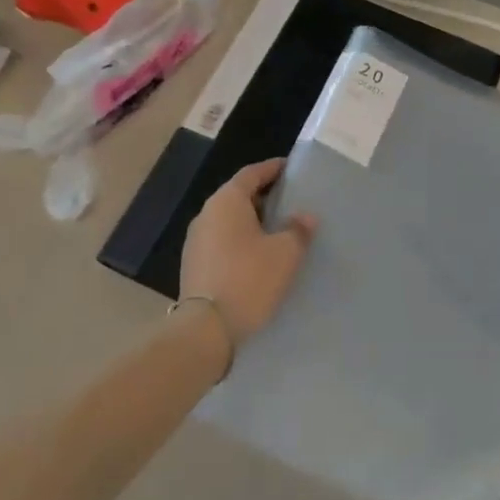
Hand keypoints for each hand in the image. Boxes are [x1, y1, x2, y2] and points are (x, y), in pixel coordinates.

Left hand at [180, 159, 317, 347]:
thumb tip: (305, 217)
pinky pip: (222, 242)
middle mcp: (207, 214)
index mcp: (227, 201)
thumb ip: (298, 229)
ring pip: (230, 220)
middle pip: (238, 195)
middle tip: (290, 201)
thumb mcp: (285, 253)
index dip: (273, 169)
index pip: (252, 173)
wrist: (205, 330)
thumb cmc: (249, 279)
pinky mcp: (194, 265)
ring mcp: (196, 241)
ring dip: (252, 222)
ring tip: (278, 230)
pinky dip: (241, 241)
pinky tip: (258, 256)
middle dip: (264, 197)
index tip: (290, 169)